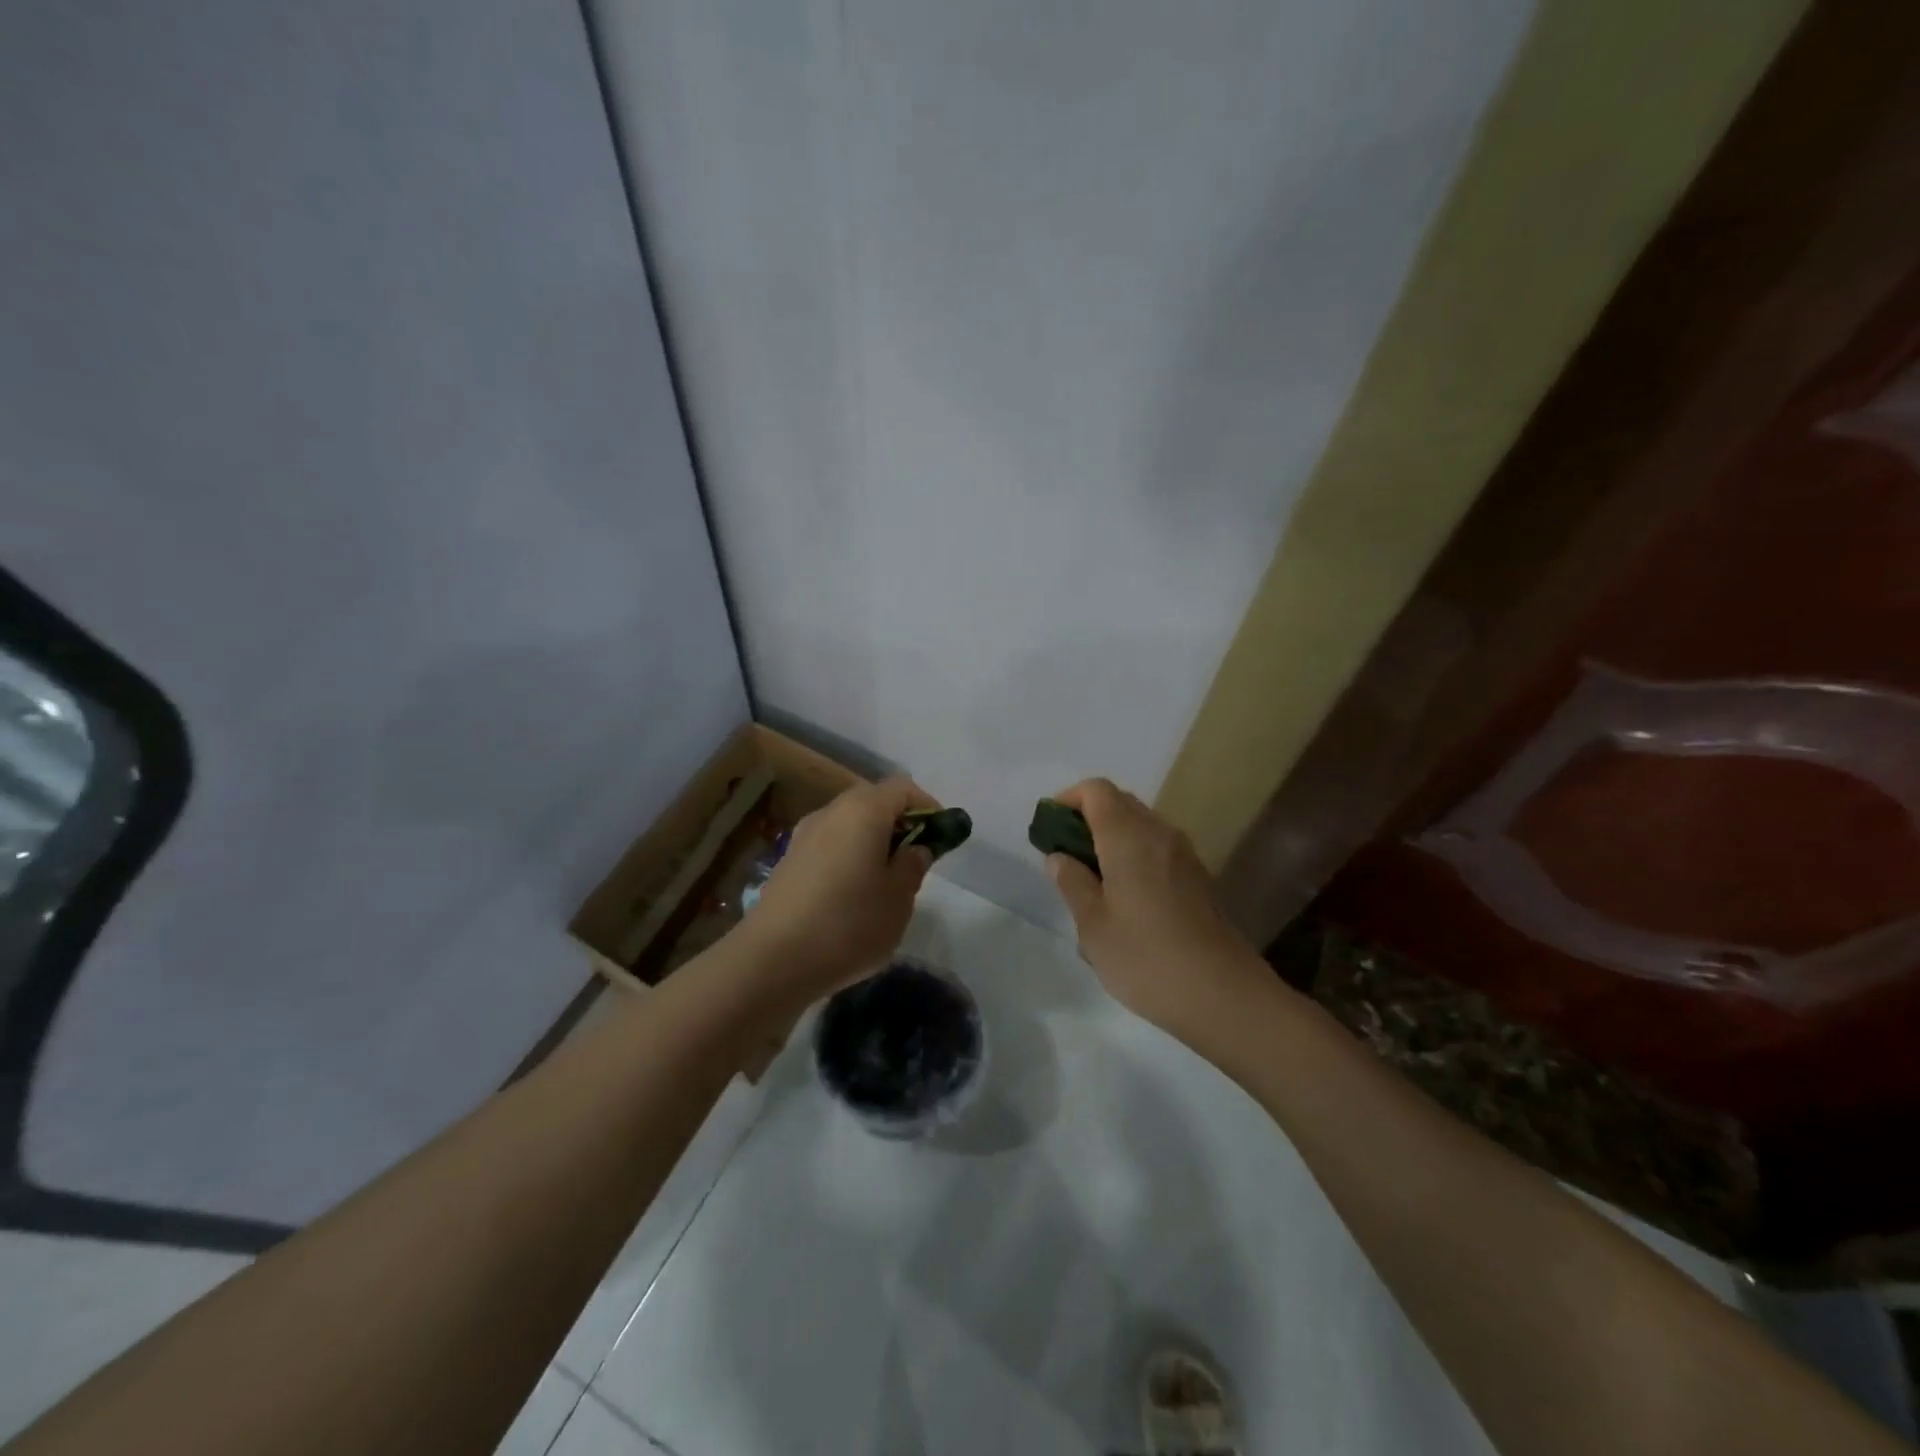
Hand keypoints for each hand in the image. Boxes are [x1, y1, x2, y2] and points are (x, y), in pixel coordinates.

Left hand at [737, 777, 936, 1005]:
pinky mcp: (787, 862)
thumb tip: (914, 848)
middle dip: (899, 824)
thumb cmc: (849, 924)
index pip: (903, 788)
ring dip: (872, 842)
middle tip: (915, 860)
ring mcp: (803, 836)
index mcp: (863, 810)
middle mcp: (830, 812)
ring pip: (849, 825)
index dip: (927, 806)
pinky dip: (848, 858)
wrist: (772, 960)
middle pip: (872, 802)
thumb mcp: (899, 898)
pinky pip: (829, 846)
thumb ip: (913, 865)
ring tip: (885, 882)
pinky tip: (852, 897)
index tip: (941, 836)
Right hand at [1044, 778, 1269, 1046]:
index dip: (1068, 800)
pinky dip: (1134, 855)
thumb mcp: (1093, 925)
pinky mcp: (1197, 877)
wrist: (1223, 995)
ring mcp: (1184, 854)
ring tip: (1092, 881)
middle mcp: (1159, 833)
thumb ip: (1072, 882)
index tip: (1049, 831)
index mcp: (1129, 836)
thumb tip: (1060, 857)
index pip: (1096, 790)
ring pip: (1140, 825)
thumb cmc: (1146, 958)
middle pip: (1119, 802)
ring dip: (1111, 838)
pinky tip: (1125, 899)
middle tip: (1066, 857)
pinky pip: (1157, 848)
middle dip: (1087, 818)